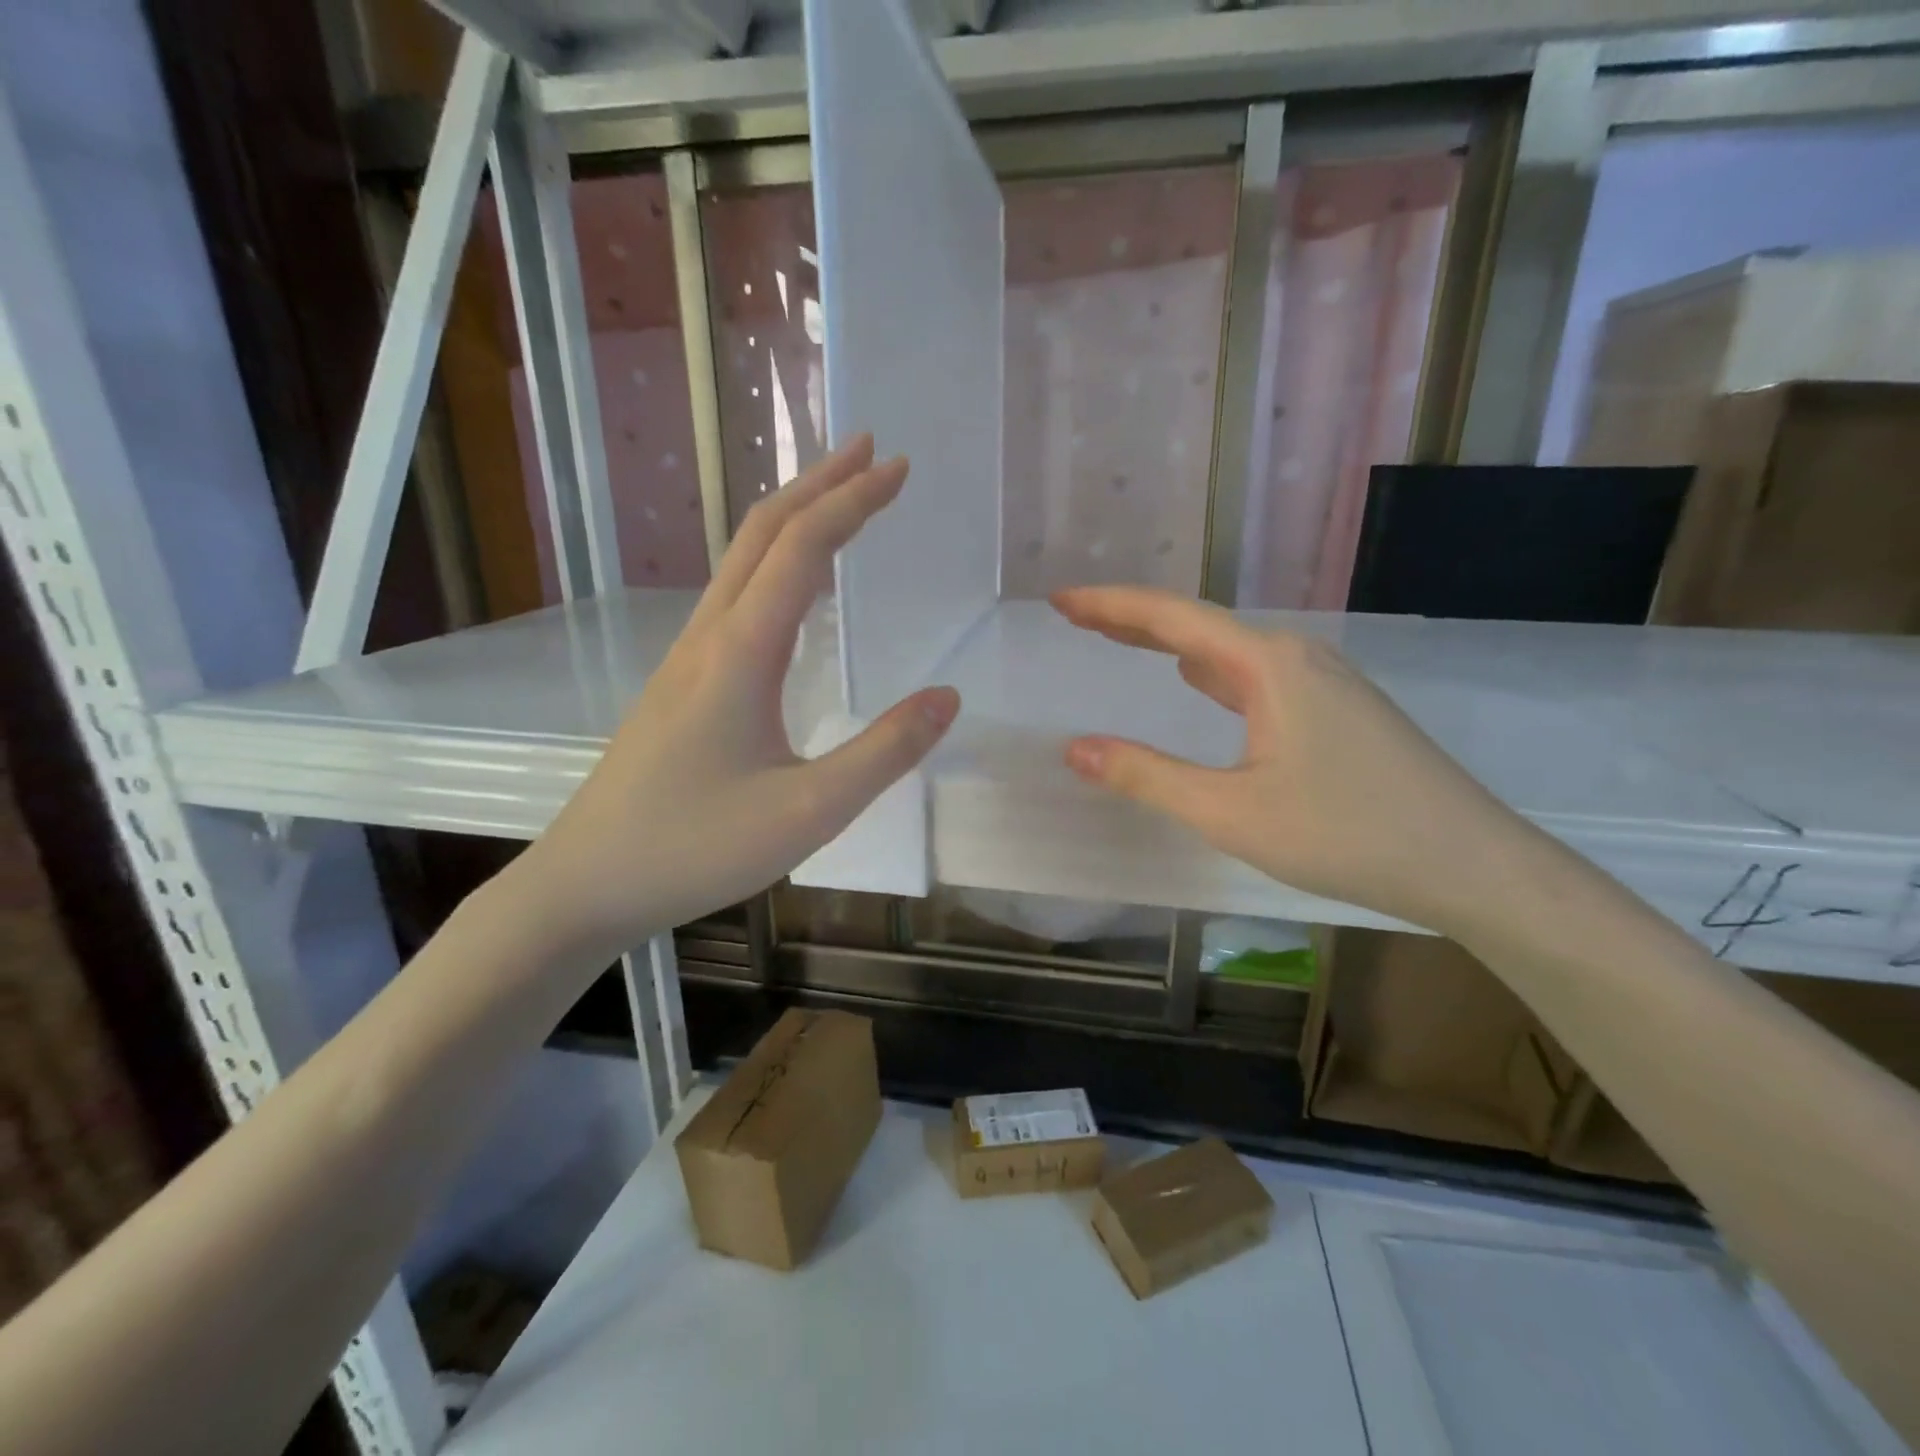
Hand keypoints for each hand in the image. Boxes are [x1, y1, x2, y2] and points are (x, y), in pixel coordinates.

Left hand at [509, 438, 959, 962]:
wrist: (589, 881)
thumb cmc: (698, 847)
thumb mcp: (810, 810)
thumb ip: (885, 752)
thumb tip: (949, 697)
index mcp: (741, 652)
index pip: (803, 548)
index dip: (854, 500)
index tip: (900, 468)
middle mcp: (709, 636)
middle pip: (762, 531)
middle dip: (820, 483)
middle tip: (873, 453)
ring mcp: (687, 656)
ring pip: (741, 559)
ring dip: (793, 517)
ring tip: (841, 499)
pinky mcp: (681, 681)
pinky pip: (733, 595)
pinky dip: (774, 561)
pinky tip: (793, 585)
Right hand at [1052, 586, 1526, 934]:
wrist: (1470, 863)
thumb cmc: (1346, 834)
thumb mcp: (1230, 811)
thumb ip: (1147, 776)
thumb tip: (1075, 750)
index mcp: (1268, 664)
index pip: (1171, 619)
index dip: (1110, 606)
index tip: (1061, 601)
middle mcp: (1296, 655)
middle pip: (1199, 624)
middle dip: (1133, 618)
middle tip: (1077, 616)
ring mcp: (1323, 679)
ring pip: (1228, 649)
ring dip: (1170, 643)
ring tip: (1123, 640)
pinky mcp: (1337, 707)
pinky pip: (1254, 673)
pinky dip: (1210, 670)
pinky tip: (1199, 681)